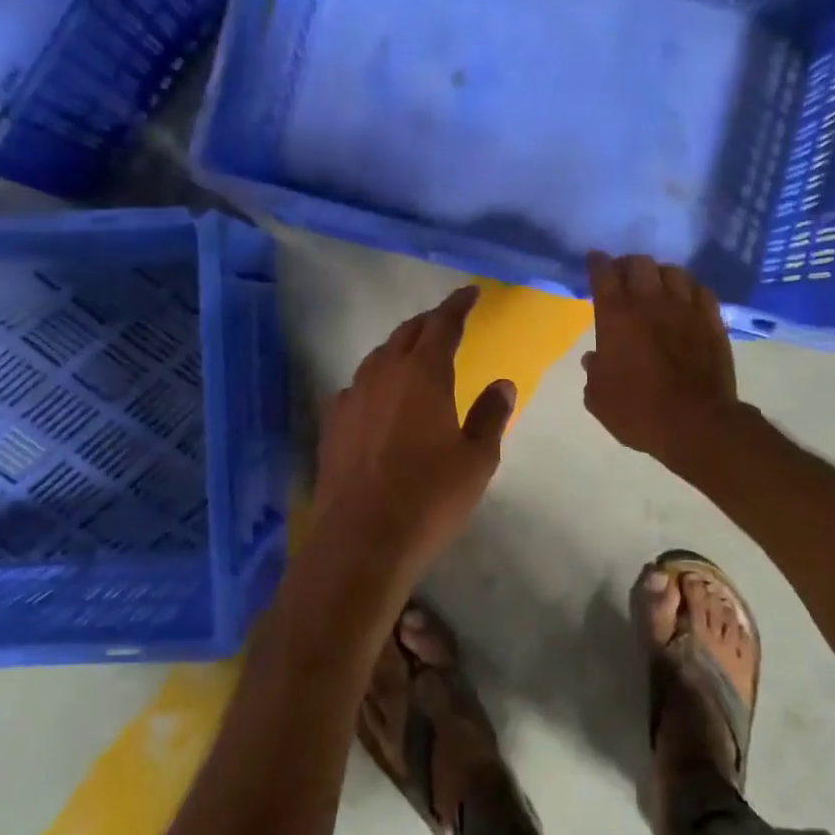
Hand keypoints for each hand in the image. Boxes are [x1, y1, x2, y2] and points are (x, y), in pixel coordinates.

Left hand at [300, 285, 515, 615]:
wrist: (361, 540)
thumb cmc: (430, 498)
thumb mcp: (476, 460)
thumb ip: (490, 415)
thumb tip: (502, 383)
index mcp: (424, 374)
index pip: (442, 324)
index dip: (458, 305)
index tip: (470, 293)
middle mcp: (383, 374)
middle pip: (407, 333)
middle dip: (429, 322)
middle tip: (447, 321)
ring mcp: (352, 397)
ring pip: (378, 357)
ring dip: (400, 348)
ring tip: (415, 355)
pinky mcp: (332, 423)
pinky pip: (357, 386)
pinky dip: (376, 380)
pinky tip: (380, 398)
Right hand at [583, 253, 739, 466]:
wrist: (696, 424)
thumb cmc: (638, 411)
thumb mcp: (599, 398)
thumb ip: (594, 372)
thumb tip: (595, 358)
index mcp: (616, 317)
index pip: (603, 274)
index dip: (597, 263)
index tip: (594, 261)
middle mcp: (649, 302)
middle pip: (639, 263)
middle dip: (628, 265)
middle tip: (624, 277)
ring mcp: (685, 308)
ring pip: (673, 271)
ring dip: (660, 274)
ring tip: (657, 285)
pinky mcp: (712, 320)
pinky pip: (701, 290)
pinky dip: (689, 289)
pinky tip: (686, 300)